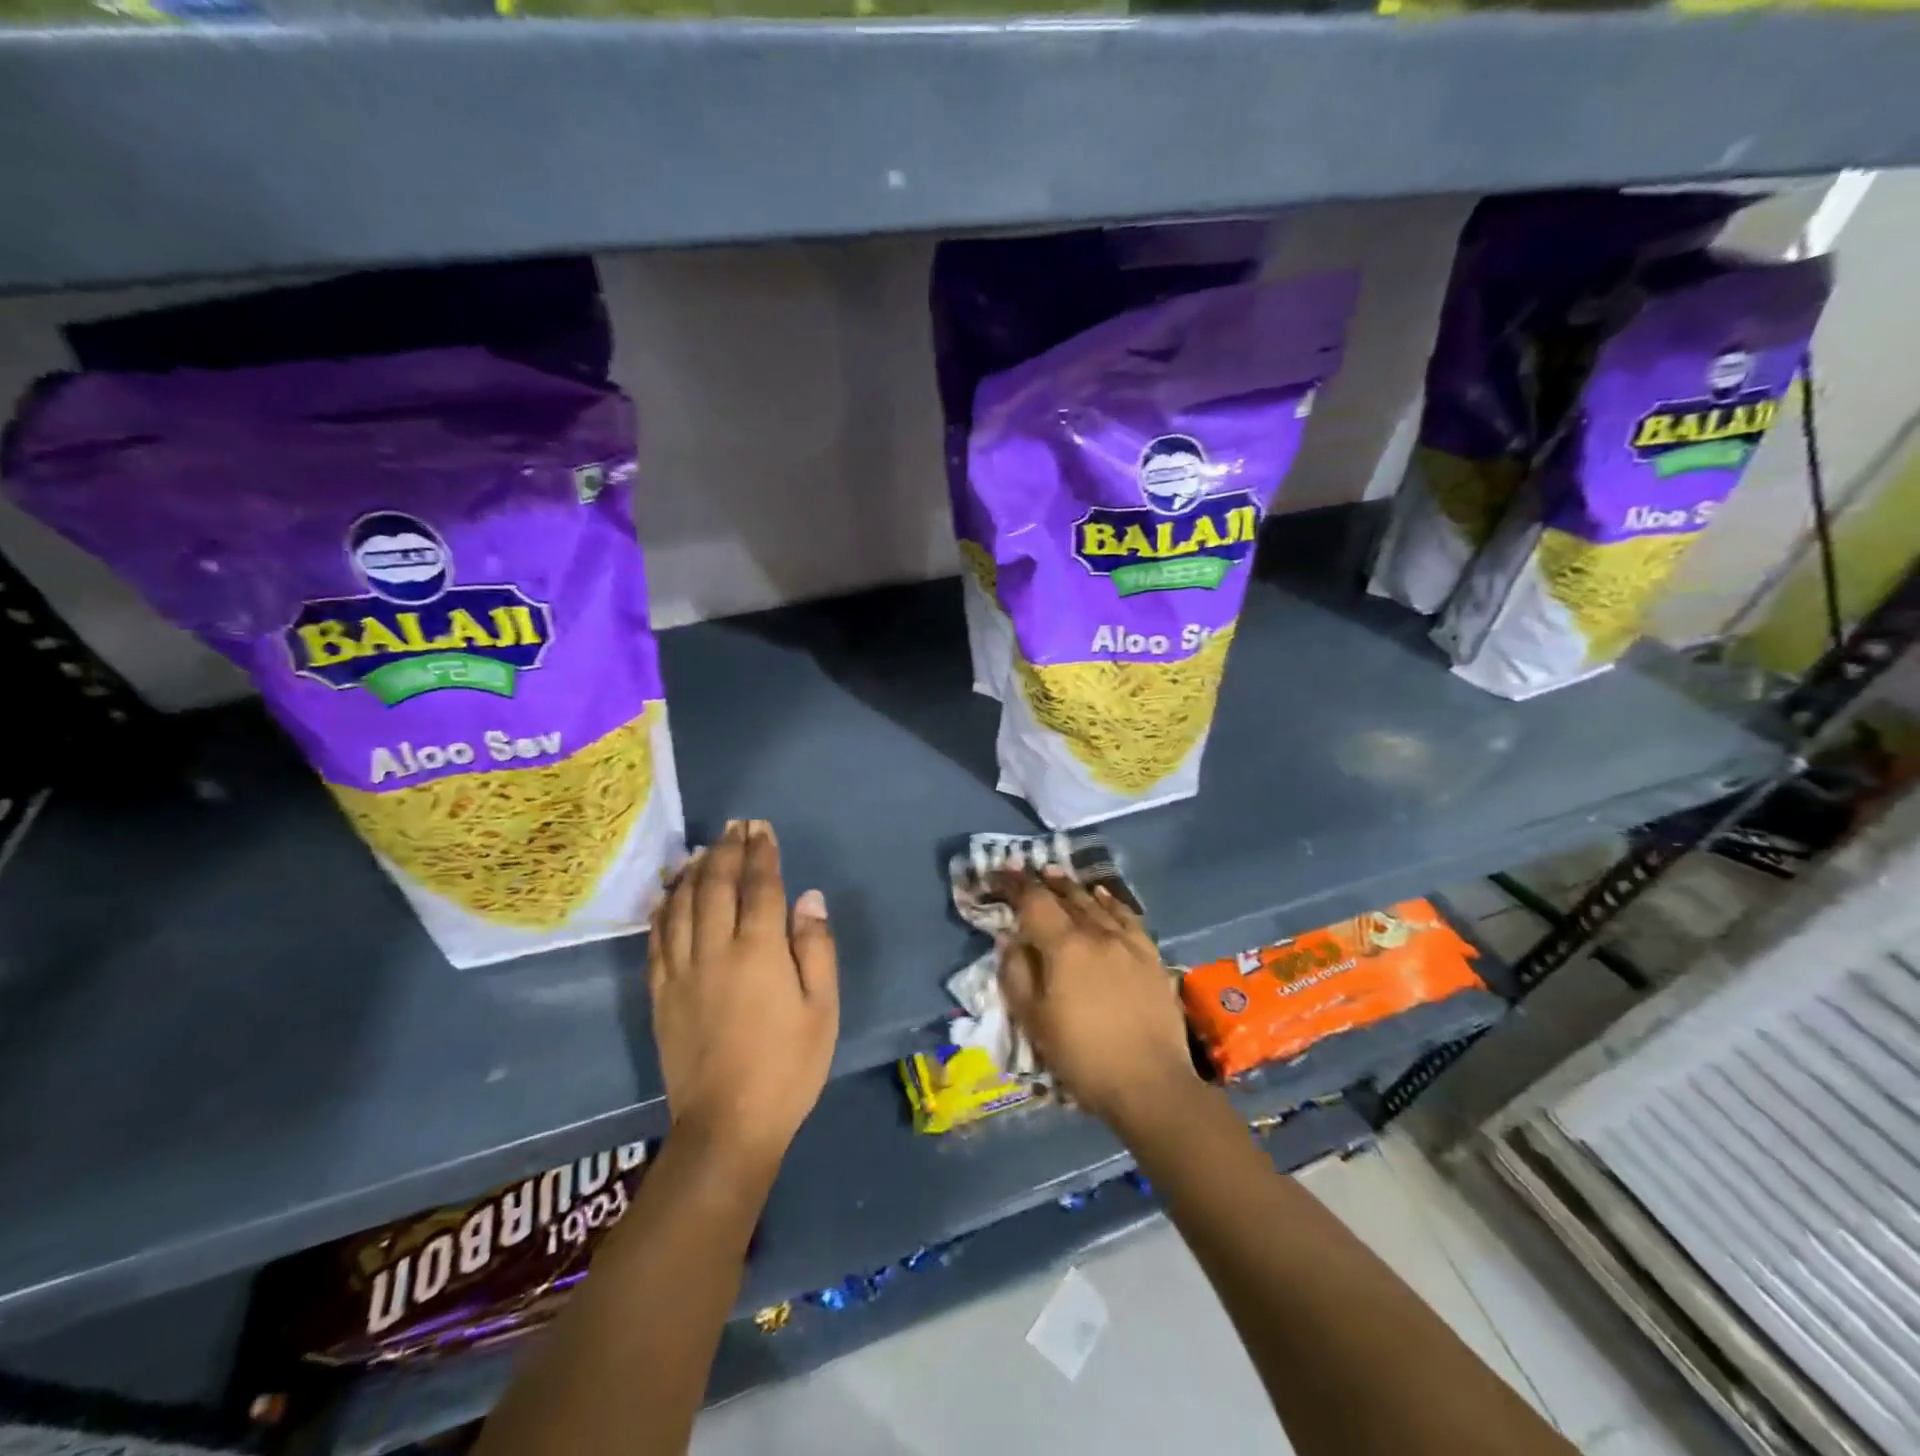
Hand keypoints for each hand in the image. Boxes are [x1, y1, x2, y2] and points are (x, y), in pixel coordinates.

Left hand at [648, 820, 838, 1177]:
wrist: (728, 1125)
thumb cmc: (788, 1067)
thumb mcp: (822, 1008)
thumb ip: (816, 948)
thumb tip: (809, 898)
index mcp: (759, 951)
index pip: (759, 886)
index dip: (761, 853)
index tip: (761, 828)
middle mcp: (715, 950)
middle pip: (717, 886)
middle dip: (727, 850)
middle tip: (735, 827)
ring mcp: (681, 971)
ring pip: (683, 905)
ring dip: (694, 872)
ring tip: (704, 849)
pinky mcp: (660, 993)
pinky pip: (658, 938)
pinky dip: (665, 908)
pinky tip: (670, 895)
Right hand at [997, 869, 1198, 1125]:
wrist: (1150, 1084)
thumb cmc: (1082, 1056)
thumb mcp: (1034, 1020)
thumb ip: (1016, 972)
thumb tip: (1010, 938)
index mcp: (1064, 946)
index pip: (1034, 902)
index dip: (1014, 884)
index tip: (999, 873)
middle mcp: (1097, 933)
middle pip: (1066, 896)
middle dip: (1043, 882)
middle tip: (1027, 872)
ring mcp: (1128, 942)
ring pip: (1096, 903)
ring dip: (1073, 887)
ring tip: (1058, 876)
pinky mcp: (1150, 956)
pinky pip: (1126, 917)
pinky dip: (1109, 901)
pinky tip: (1102, 896)